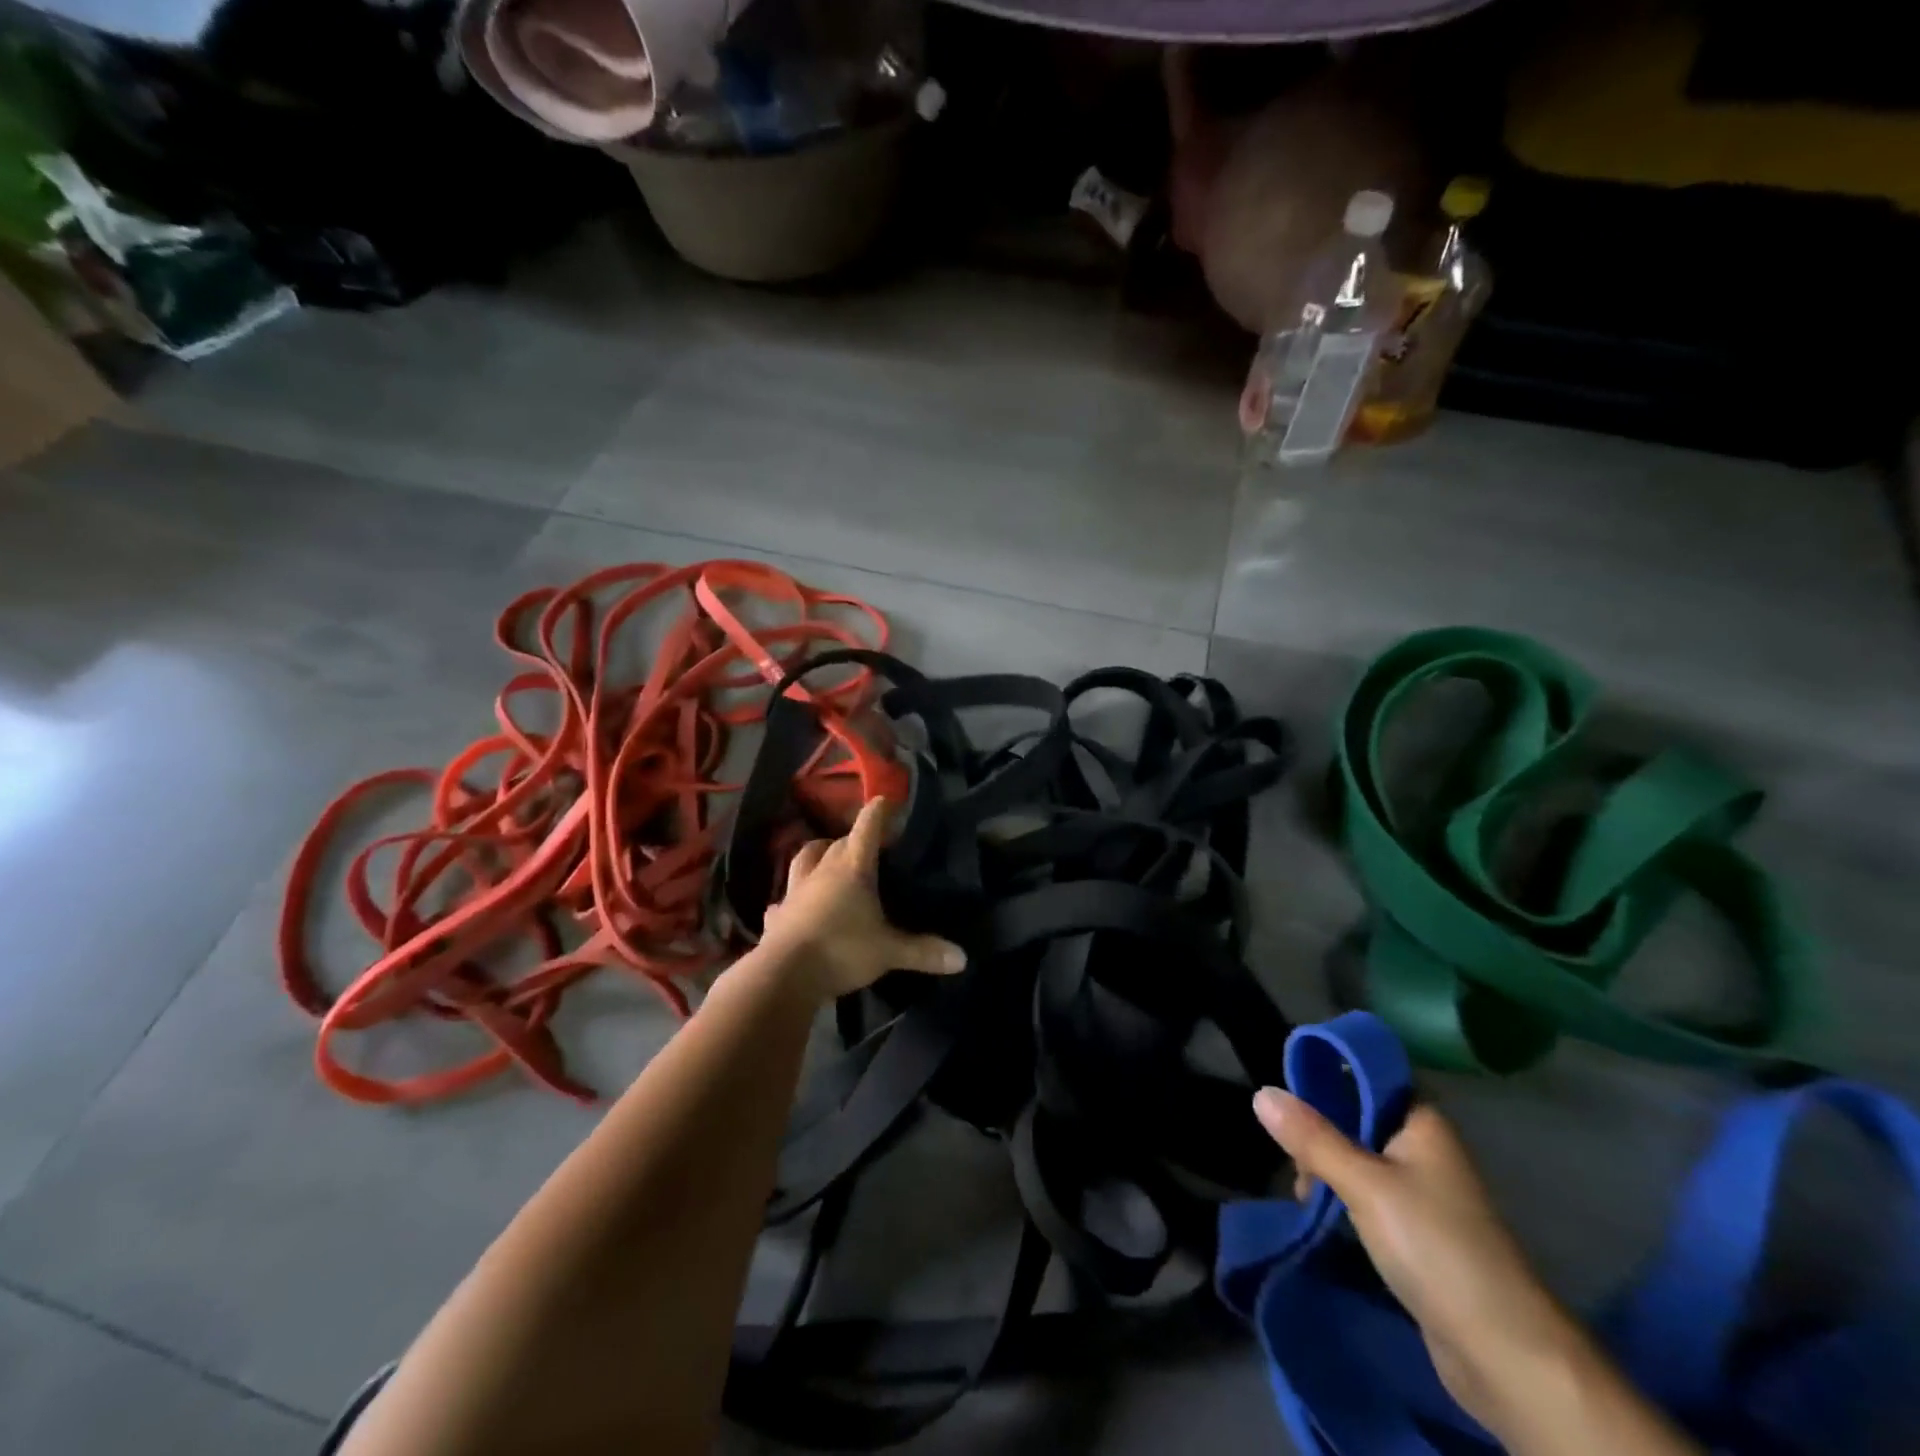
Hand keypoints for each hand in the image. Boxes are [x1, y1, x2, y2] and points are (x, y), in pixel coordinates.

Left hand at [756, 798, 966, 1002]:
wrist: (784, 976)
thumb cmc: (842, 950)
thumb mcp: (889, 952)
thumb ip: (924, 951)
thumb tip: (963, 958)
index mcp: (852, 868)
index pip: (867, 828)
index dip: (878, 812)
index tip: (887, 800)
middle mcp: (822, 871)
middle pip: (838, 842)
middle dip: (854, 837)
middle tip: (870, 843)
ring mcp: (795, 891)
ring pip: (804, 858)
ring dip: (818, 852)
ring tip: (828, 856)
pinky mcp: (777, 915)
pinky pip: (784, 898)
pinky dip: (792, 896)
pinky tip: (794, 903)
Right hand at [1253, 1090, 1580, 1435]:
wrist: (1504, 1354)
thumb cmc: (1435, 1246)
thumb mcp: (1364, 1184)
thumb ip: (1312, 1138)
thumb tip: (1262, 1093)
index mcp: (1423, 1123)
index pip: (1369, 1077)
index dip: (1329, 1077)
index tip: (1287, 1092)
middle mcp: (1426, 1150)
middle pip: (1358, 1119)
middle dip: (1319, 1134)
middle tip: (1295, 1160)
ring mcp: (1425, 1194)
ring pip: (1360, 1160)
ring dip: (1328, 1171)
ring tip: (1306, 1197)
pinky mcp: (1419, 1234)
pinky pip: (1369, 1197)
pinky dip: (1343, 1200)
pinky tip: (1323, 1216)